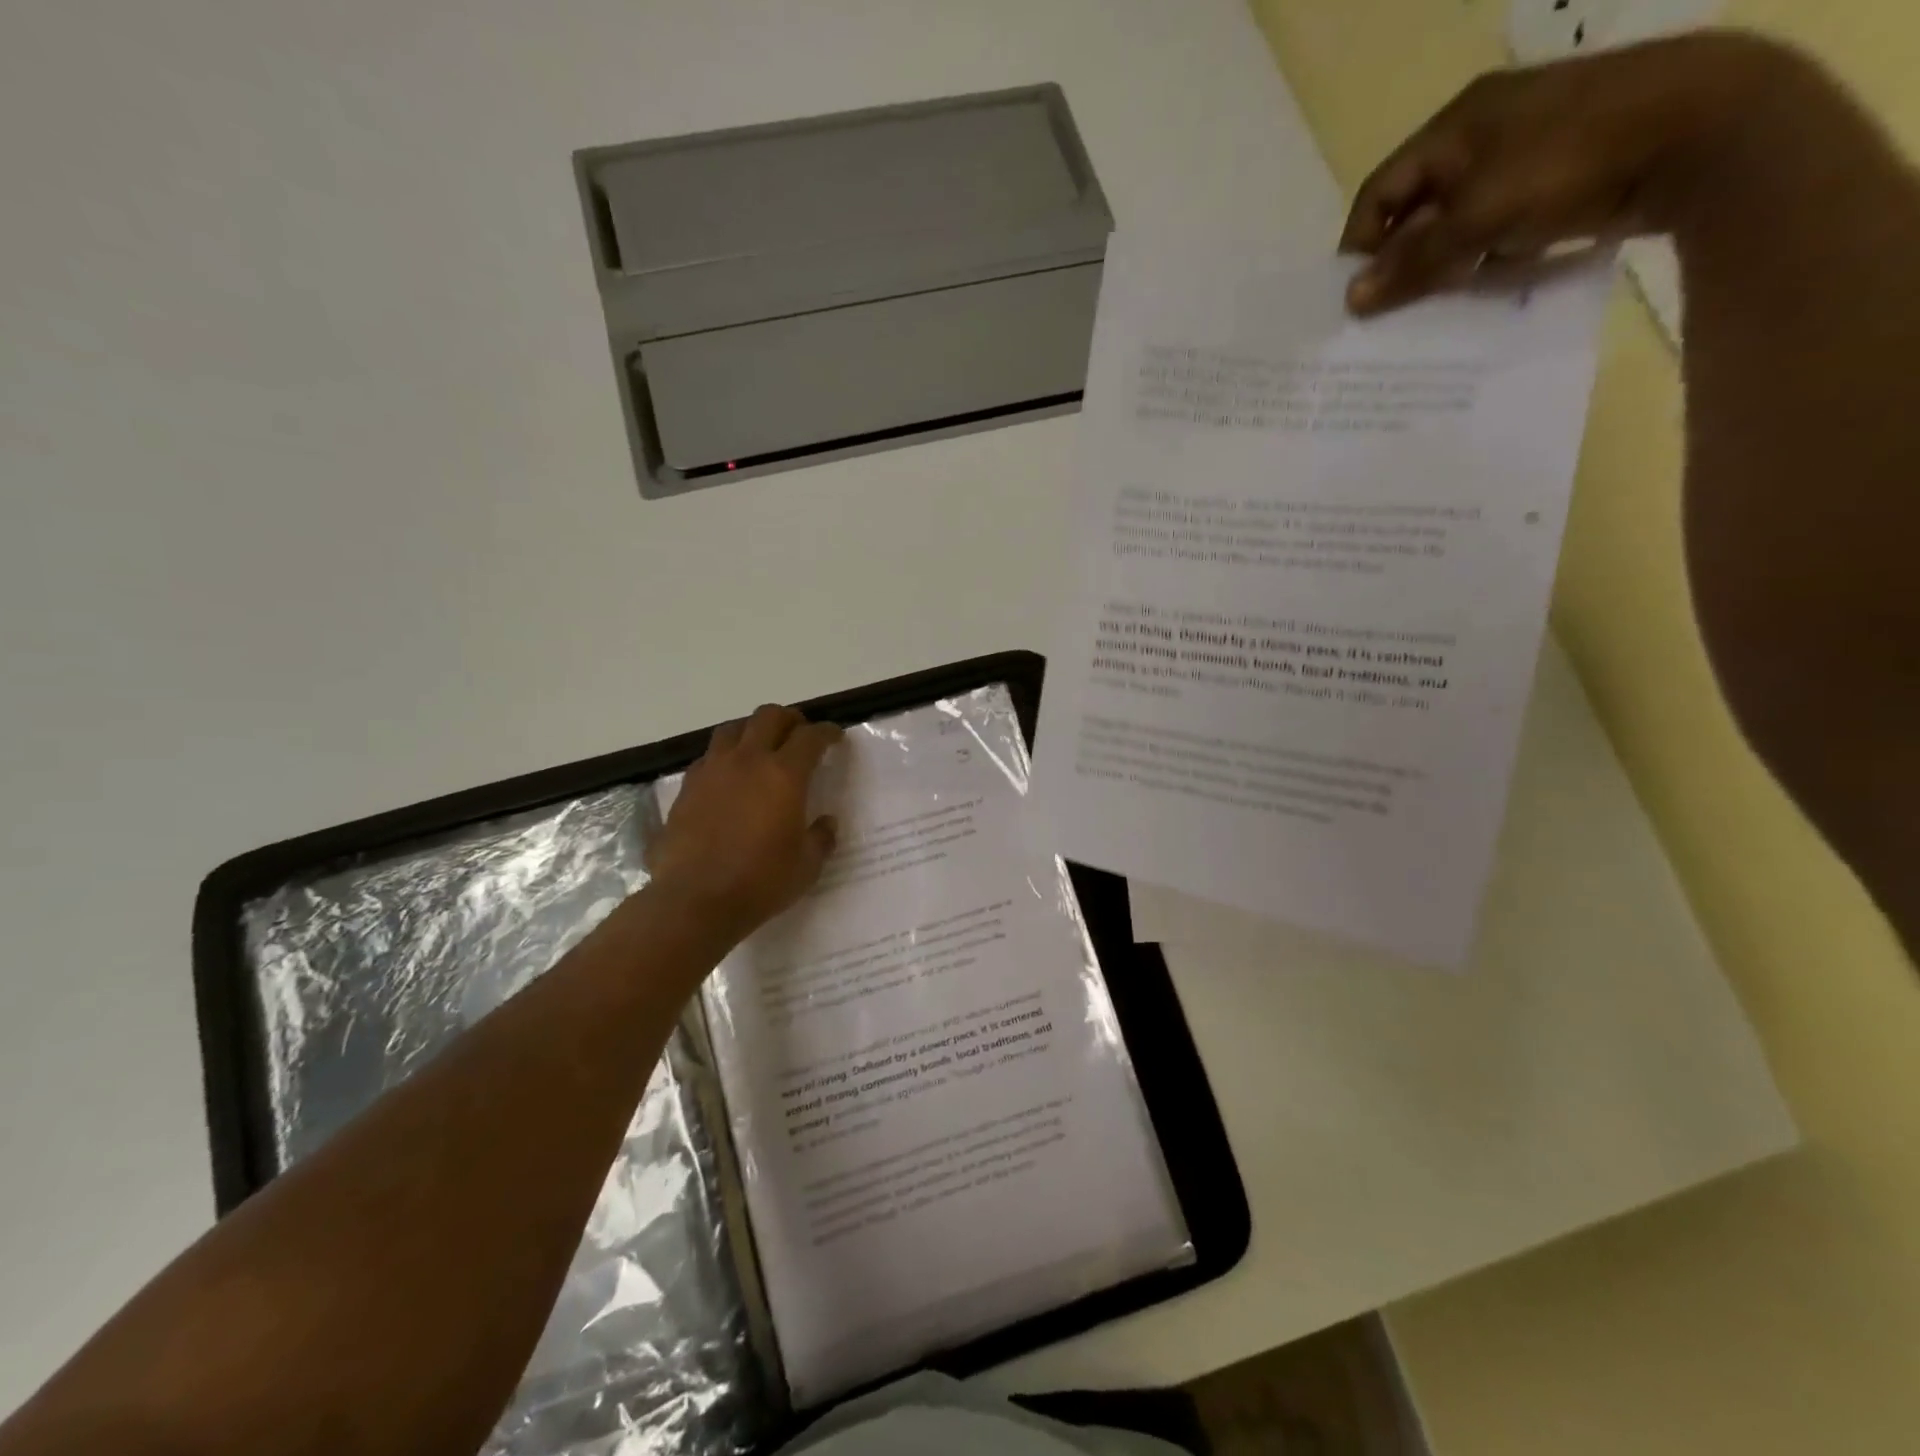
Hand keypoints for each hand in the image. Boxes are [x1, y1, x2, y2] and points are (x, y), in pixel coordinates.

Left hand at [646, 704, 842, 942]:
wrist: (696, 901)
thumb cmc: (760, 882)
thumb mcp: (806, 865)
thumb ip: (821, 837)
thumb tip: (826, 822)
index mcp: (784, 774)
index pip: (810, 737)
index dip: (827, 732)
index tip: (835, 737)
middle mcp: (748, 761)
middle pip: (769, 717)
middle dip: (790, 719)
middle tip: (799, 734)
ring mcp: (713, 770)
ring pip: (733, 728)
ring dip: (753, 730)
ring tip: (761, 746)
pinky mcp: (687, 787)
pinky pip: (709, 756)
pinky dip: (725, 756)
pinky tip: (729, 776)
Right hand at [1341, 31, 1799, 313]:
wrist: (1704, 127)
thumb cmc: (1570, 162)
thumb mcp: (1478, 218)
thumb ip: (1413, 261)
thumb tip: (1352, 299)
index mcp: (1456, 124)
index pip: (1380, 191)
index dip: (1359, 243)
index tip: (1355, 294)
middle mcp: (1484, 131)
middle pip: (1416, 206)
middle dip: (1401, 259)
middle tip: (1392, 308)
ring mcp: (1524, 149)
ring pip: (1456, 219)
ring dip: (1442, 263)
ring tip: (1436, 304)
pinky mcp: (1559, 172)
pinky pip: (1497, 223)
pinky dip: (1483, 256)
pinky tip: (1485, 284)